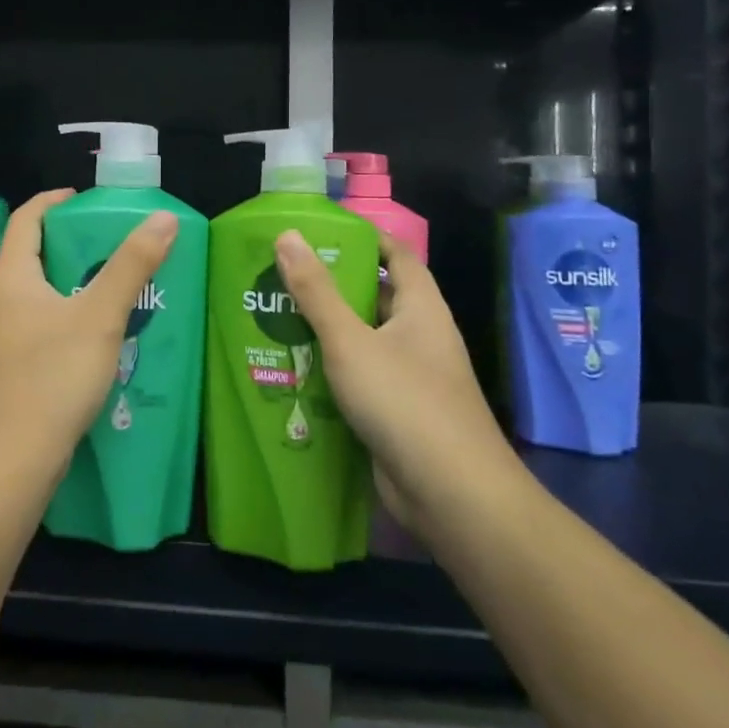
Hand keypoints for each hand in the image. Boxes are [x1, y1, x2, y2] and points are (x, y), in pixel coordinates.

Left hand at [0, 189, 178, 484]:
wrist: (10, 462)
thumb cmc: (52, 377)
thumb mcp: (100, 316)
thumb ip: (132, 265)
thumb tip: (162, 218)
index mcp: (8, 277)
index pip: (27, 219)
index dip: (54, 202)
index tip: (86, 199)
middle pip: (30, 254)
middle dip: (70, 244)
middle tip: (112, 243)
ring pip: (34, 292)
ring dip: (69, 282)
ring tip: (111, 285)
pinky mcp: (4, 366)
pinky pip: (35, 323)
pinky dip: (63, 314)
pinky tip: (94, 333)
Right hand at [272, 229, 513, 527]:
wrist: (451, 494)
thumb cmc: (404, 401)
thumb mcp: (350, 340)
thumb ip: (316, 291)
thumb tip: (288, 235)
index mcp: (421, 309)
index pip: (398, 257)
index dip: (366, 239)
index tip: (322, 232)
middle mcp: (420, 337)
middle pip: (376, 298)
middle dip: (333, 287)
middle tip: (283, 276)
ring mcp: (411, 378)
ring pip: (364, 342)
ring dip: (327, 332)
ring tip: (277, 318)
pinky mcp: (397, 414)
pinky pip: (360, 380)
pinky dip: (332, 372)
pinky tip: (294, 370)